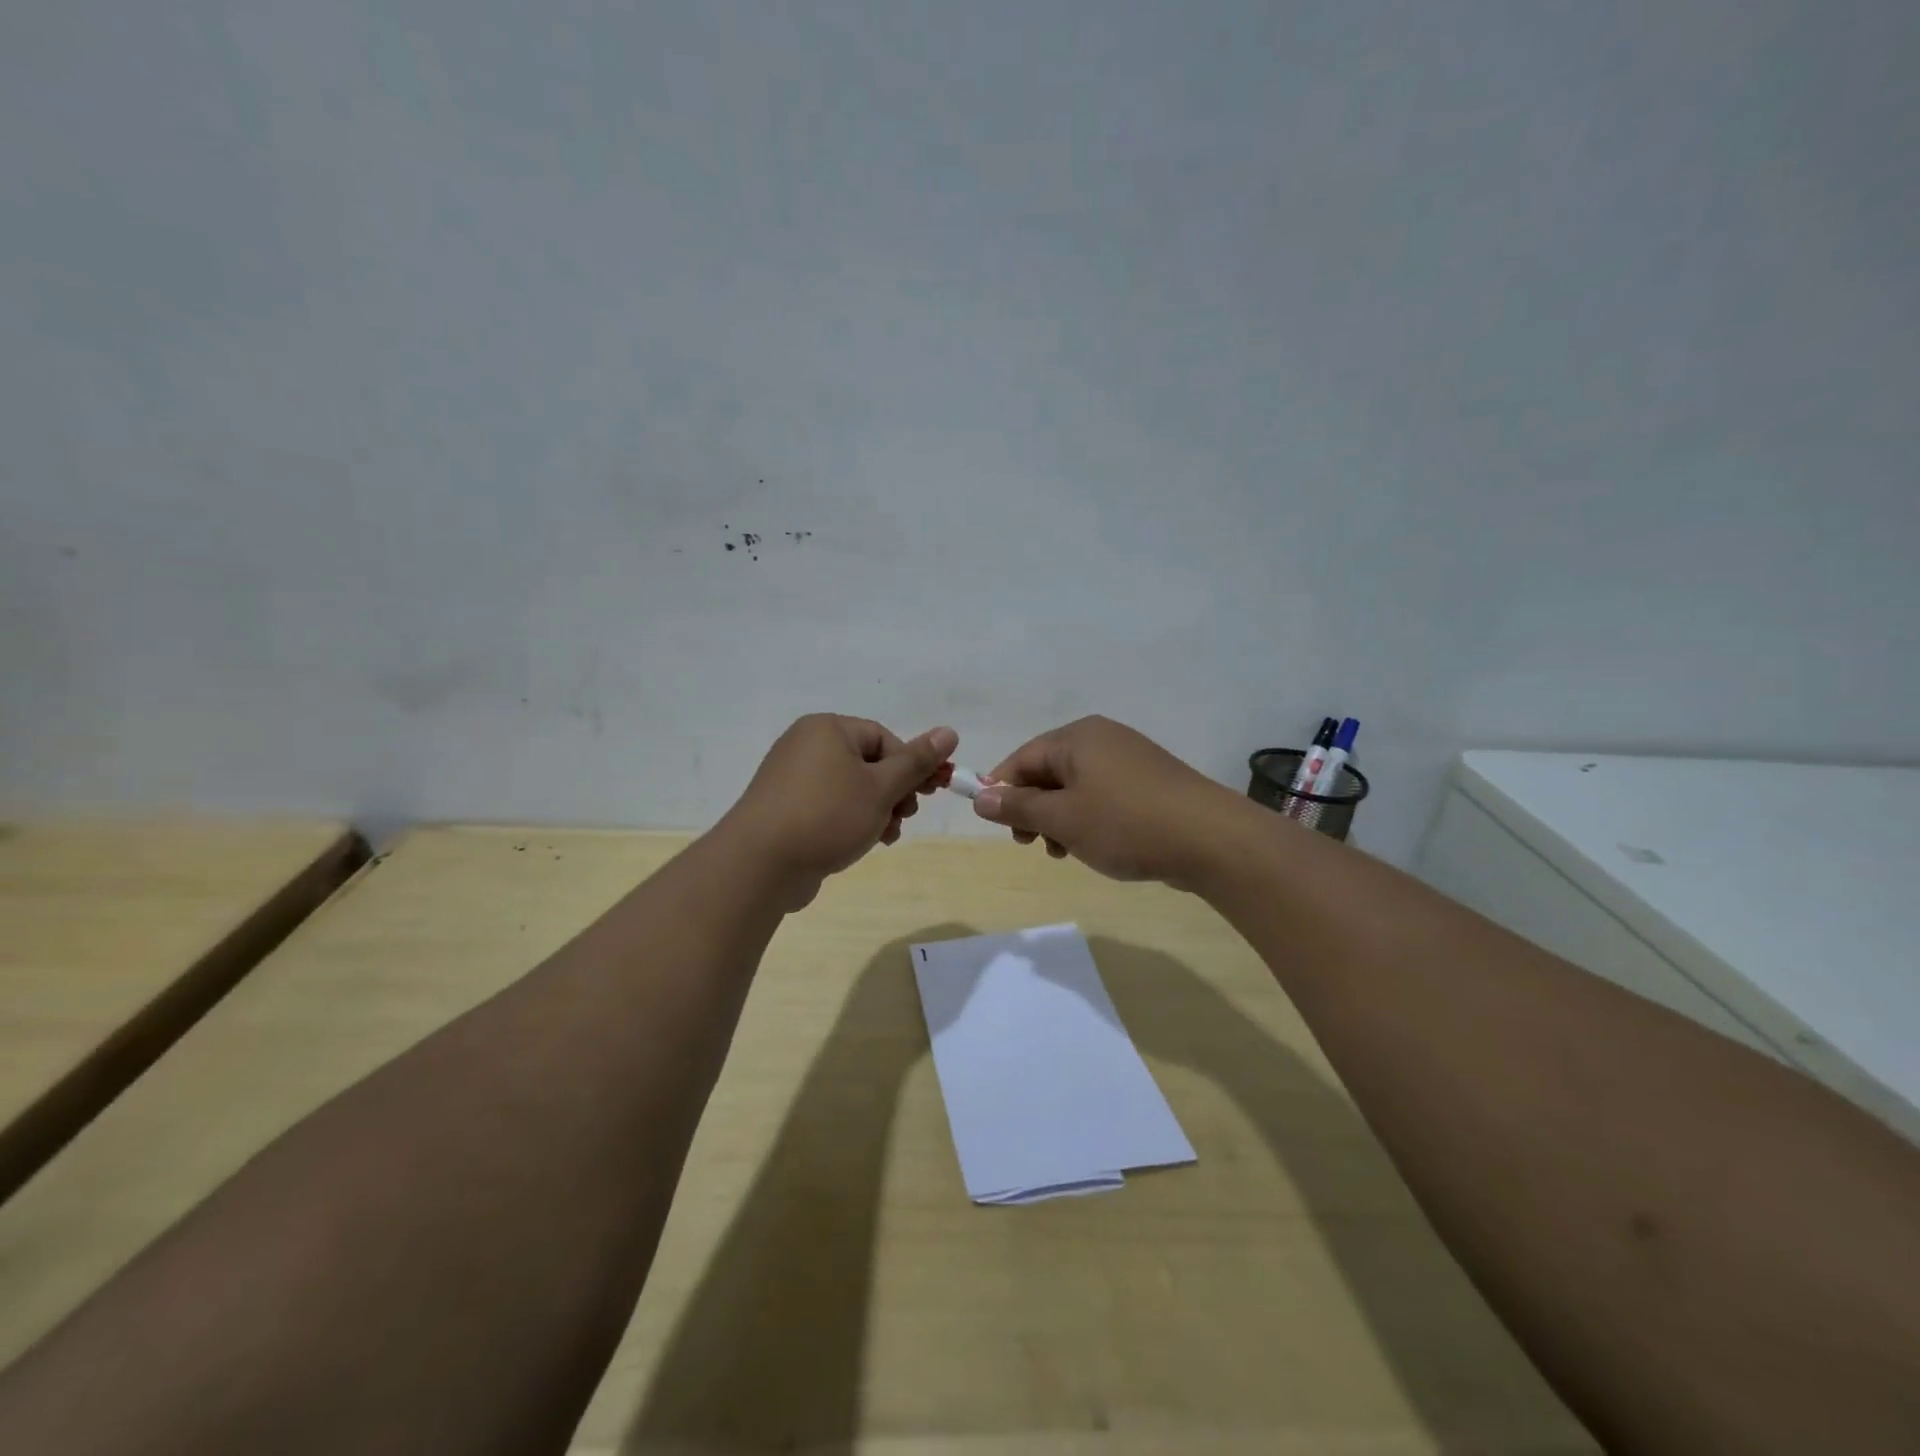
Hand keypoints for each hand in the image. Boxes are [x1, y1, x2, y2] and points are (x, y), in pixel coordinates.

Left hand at [721, 714, 957, 906]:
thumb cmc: (827, 815)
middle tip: (905, 816)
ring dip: (877, 810)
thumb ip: (917, 762)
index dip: (910, 766)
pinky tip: (863, 843)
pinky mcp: (785, 808)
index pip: (884, 737)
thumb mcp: (881, 787)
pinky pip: (829, 806)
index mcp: (827, 729)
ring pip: (851, 788)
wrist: (760, 864)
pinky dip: (851, 820)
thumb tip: (949, 732)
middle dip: (894, 792)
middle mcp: (806, 745)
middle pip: (868, 762)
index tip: (925, 794)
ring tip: (885, 836)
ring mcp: (792, 778)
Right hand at [971, 716, 1248, 887]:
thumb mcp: (1063, 818)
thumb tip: (979, 796)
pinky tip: (1095, 846)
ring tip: (1064, 852)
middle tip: (1031, 844)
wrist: (1210, 839)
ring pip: (1076, 787)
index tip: (999, 826)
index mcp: (1077, 738)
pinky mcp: (1149, 781)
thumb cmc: (1125, 823)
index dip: (1003, 791)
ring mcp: (1129, 758)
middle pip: (1049, 771)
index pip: (1023, 758)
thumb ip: (1018, 807)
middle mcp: (1102, 738)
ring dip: (1060, 819)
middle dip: (1034, 809)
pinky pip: (1103, 795)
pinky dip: (1089, 818)